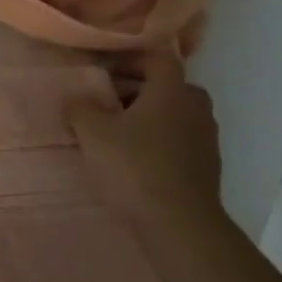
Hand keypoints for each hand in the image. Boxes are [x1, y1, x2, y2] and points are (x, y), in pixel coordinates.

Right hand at [70, 53, 223, 225]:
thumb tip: (75, 97)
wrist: (179, 224)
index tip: (103, 71)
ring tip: (116, 132)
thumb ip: (79, 108)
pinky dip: (158, 139)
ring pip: (173, 113)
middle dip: (136, 89)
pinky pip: (179, 138)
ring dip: (146, 115)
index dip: (129, 58)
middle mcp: (195, 107)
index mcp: (172, 90)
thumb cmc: (134, 167)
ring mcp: (206, 137)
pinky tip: (134, 158)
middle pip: (166, 85)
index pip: (156, 57)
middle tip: (106, 101)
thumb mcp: (92, 133)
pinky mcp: (207, 165)